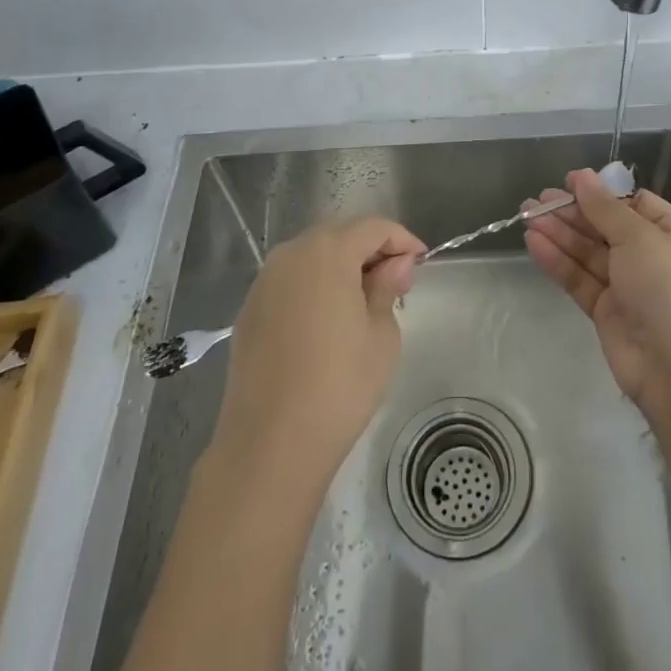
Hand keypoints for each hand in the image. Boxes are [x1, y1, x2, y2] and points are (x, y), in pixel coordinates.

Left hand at [210, 216, 422, 495]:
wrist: (270, 443)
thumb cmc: (340, 385)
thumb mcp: (381, 335)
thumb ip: (387, 287)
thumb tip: (395, 265)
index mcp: (328, 252)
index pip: (373, 227)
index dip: (402, 239)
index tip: (421, 262)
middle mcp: (290, 254)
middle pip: (339, 235)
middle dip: (371, 249)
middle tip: (396, 280)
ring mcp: (264, 281)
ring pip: (312, 256)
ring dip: (341, 266)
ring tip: (364, 298)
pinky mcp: (249, 310)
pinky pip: (290, 281)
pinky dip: (314, 286)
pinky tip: (328, 319)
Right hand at [524, 169, 670, 411]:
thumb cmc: (668, 287)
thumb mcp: (639, 237)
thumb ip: (604, 207)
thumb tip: (581, 176)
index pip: (635, 204)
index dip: (601, 193)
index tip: (569, 182)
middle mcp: (655, 258)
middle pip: (607, 227)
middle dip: (572, 213)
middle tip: (536, 200)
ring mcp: (630, 286)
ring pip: (589, 252)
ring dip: (559, 234)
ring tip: (526, 216)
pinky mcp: (608, 311)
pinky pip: (581, 278)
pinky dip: (559, 261)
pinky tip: (534, 243)